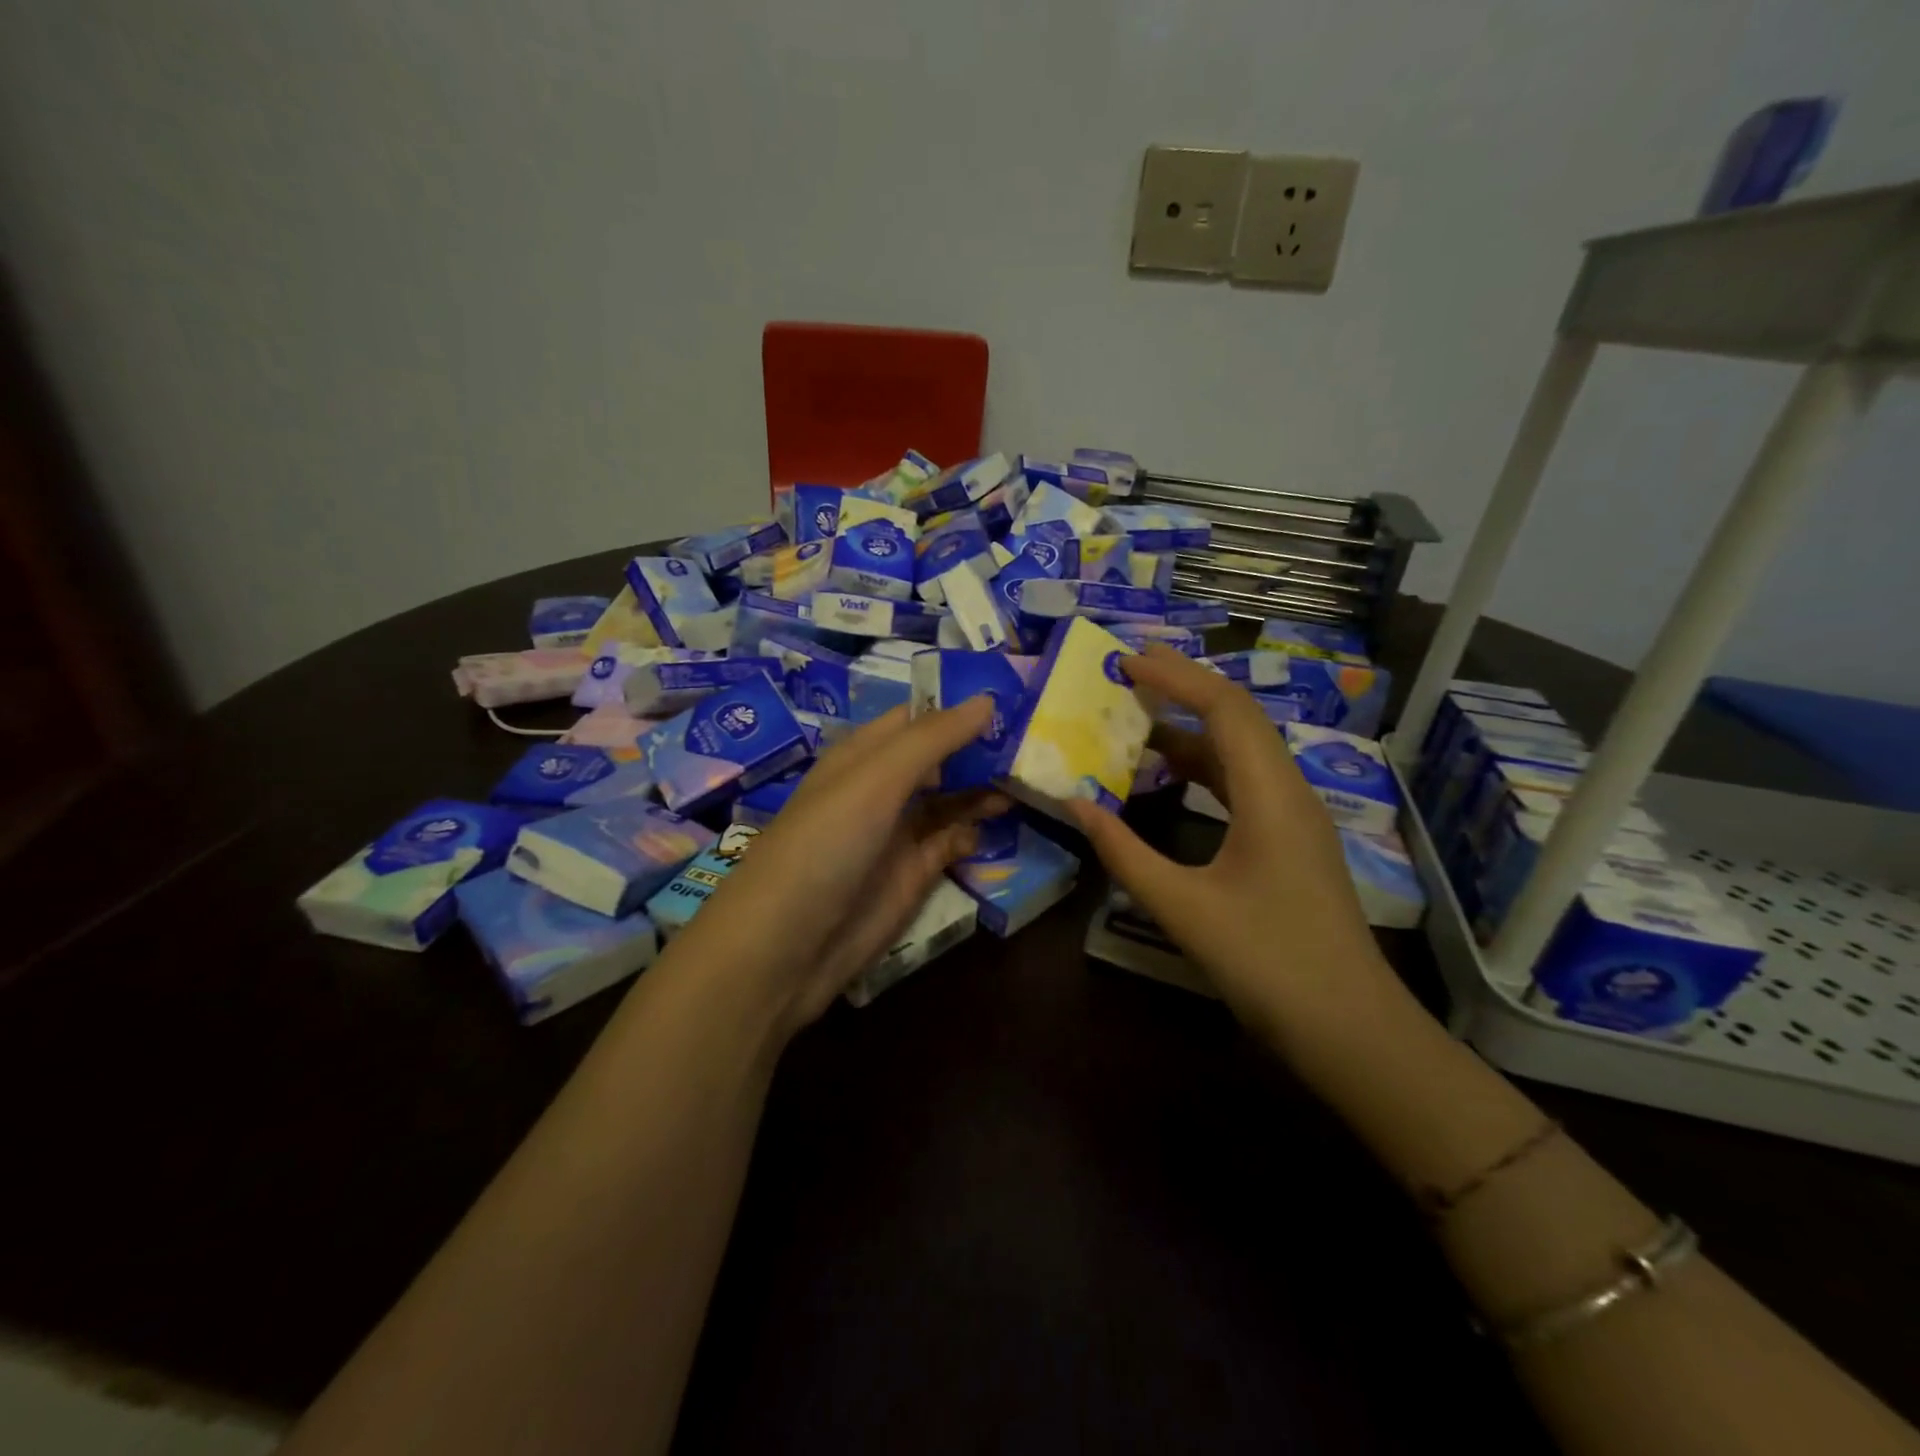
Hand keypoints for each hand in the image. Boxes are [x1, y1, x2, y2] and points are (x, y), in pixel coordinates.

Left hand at [668, 699, 1007, 1035]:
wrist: (786, 946)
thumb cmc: (825, 844)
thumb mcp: (875, 779)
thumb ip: (932, 739)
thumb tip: (987, 699)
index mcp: (865, 755)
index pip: (919, 717)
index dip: (961, 706)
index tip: (1016, 695)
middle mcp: (883, 788)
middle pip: (941, 758)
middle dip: (983, 748)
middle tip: (1041, 738)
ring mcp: (898, 833)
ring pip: (951, 799)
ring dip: (985, 788)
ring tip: (1032, 776)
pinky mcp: (912, 875)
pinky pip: (951, 842)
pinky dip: (974, 831)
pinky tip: (1000, 823)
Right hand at [1067, 646, 1400, 1046]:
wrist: (1351, 1030)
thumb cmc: (1268, 965)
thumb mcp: (1183, 908)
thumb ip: (1123, 852)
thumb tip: (1074, 802)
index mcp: (1271, 795)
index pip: (1225, 709)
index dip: (1175, 677)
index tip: (1124, 662)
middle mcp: (1289, 791)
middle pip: (1239, 717)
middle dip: (1185, 686)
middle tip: (1129, 668)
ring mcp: (1294, 816)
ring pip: (1242, 749)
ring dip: (1193, 726)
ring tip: (1139, 713)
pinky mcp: (1290, 840)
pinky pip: (1244, 781)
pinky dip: (1204, 764)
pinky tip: (1170, 774)